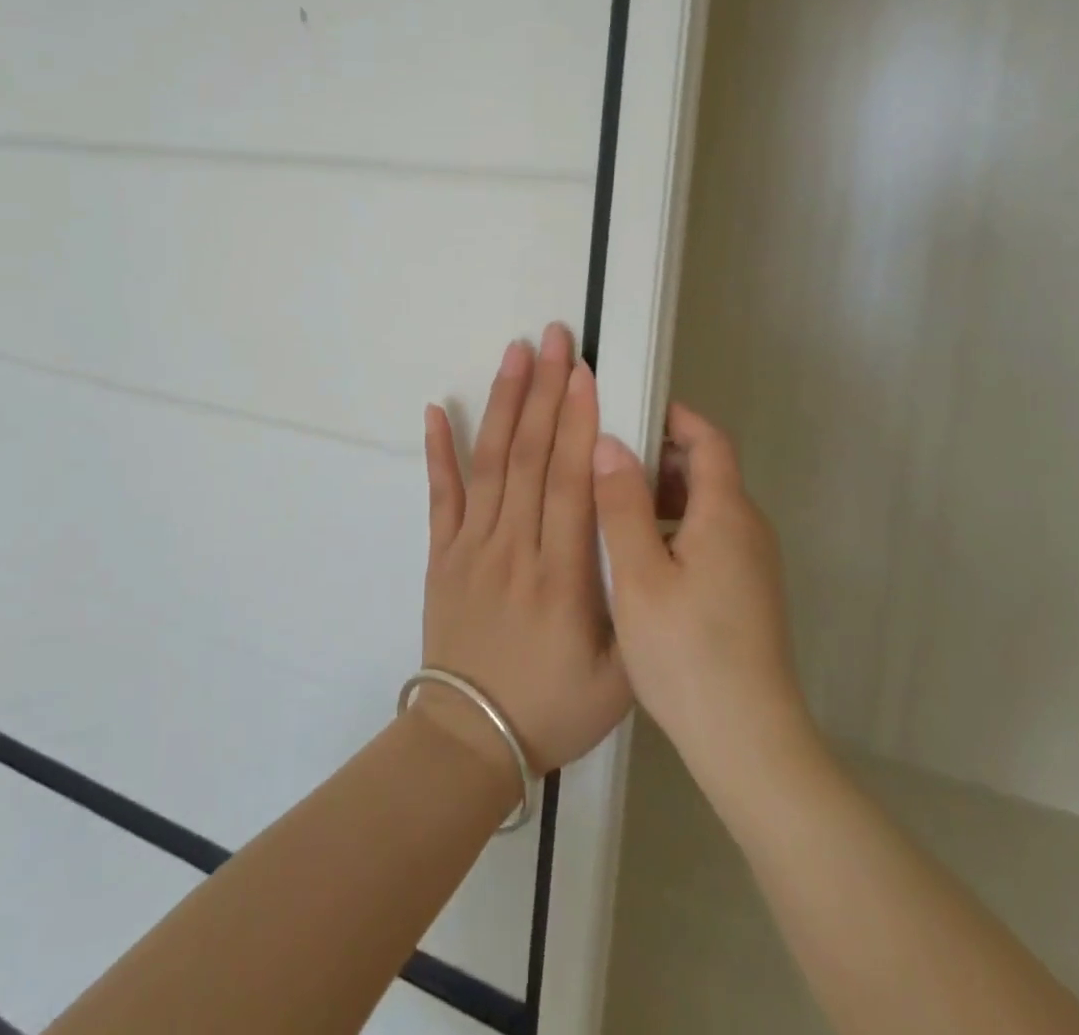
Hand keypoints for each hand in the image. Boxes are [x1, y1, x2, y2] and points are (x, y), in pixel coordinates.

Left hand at [420, 323, 632, 777]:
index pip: (568, 483)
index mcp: (560, 576)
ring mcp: (470, 547)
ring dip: (502, 404)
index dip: (576, 423)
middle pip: (529, 457)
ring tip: (513, 354)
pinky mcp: (441, 554)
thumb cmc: (552, 709)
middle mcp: (513, 548)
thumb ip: (634, 608)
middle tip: (554, 338)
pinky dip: (438, 450)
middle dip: (545, 392)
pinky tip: (435, 409)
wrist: (468, 739)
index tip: (584, 373)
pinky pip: (439, 495)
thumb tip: (643, 538)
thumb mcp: (620, 678)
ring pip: (489, 464)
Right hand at [593, 404, 812, 797]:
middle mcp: (749, 528)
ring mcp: (754, 563)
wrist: (749, 740)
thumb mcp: (638, 575)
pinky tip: (642, 560)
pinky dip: (677, 528)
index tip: (632, 410)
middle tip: (608, 464)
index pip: (708, 440)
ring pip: (708, 507)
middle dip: (661, 457)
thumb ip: (621, 505)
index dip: (674, 418)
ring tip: (615, 511)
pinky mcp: (750, 592)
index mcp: (726, 513)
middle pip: (709, 471)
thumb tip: (610, 443)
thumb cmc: (687, 652)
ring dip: (665, 496)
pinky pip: (713, 537)